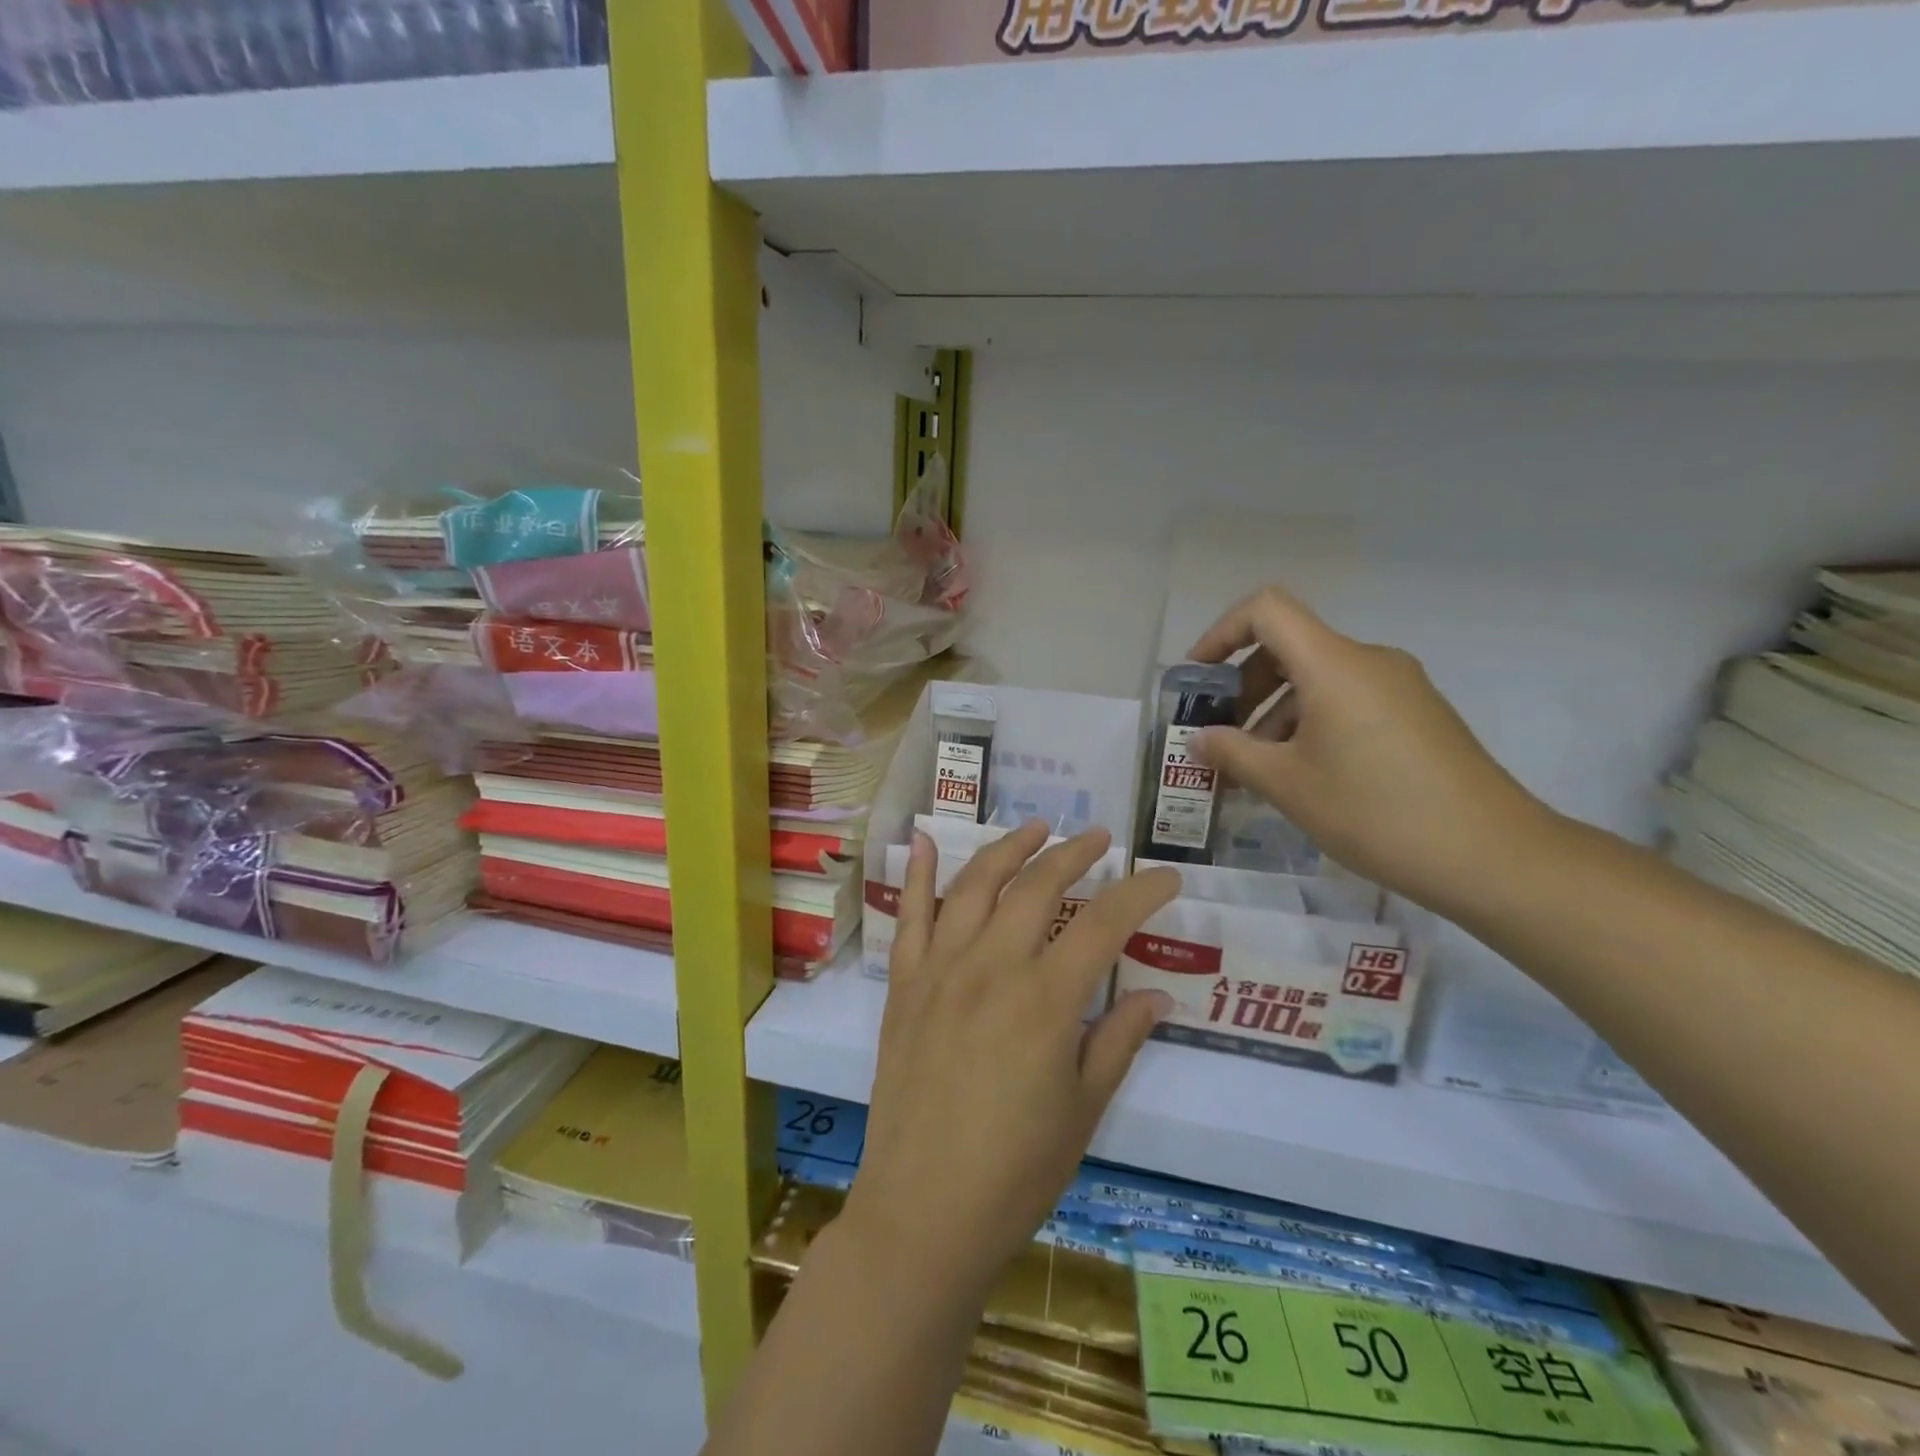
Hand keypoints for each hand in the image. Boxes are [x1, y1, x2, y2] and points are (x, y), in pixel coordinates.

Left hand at [842, 821, 1179, 1301]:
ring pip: (976, 884)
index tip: (1166, 877)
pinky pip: (909, 915)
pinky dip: (919, 873)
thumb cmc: (1016, 1170)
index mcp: (1045, 999)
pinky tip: (925, 839)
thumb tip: (1159, 995)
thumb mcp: (1084, 1110)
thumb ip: (1119, 1041)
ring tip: (1036, 827)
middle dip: (1074, 854)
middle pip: (1038, 887)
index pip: (1104, 923)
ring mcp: (941, 968)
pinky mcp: (904, 983)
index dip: (1140, 893)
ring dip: (1009, 848)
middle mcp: (991, 966)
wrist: (923, 1210)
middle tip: (1099, 838)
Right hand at [1189, 586, 1552, 917]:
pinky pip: (1347, 702)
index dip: (1220, 633)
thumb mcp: (1287, 785)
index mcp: (1334, 664)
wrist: (1492, 855)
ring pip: (1317, 680)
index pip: (1265, 610)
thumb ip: (1232, 754)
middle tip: (1218, 736)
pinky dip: (1309, 725)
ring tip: (1252, 770)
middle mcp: (1368, 661)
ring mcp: (1399, 687)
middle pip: (1289, 646)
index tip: (1198, 680)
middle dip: (1242, 687)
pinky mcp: (1417, 716)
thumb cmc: (1375, 811)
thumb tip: (1199, 740)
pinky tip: (1300, 776)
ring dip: (1273, 714)